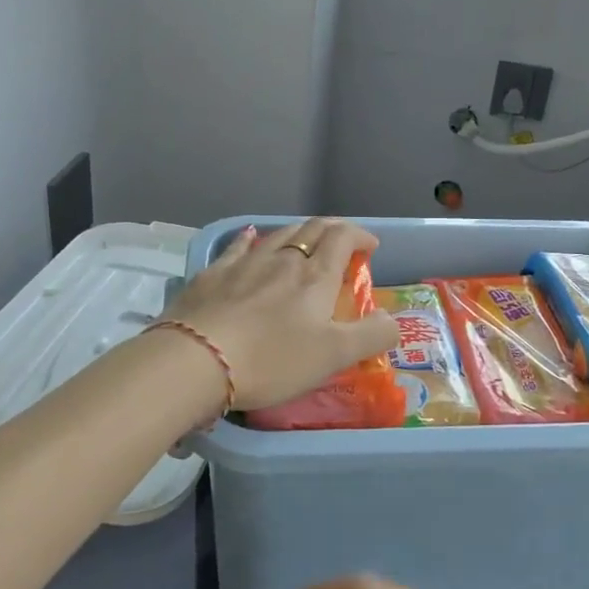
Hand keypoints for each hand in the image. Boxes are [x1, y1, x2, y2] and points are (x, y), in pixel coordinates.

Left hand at [163, 219, 397, 410]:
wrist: (197, 360)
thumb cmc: (273, 359)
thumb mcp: (334, 355)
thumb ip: (371, 336)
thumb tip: (392, 320)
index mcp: (315, 277)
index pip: (342, 239)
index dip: (360, 236)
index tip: (370, 247)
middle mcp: (282, 260)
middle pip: (311, 230)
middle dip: (332, 229)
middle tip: (342, 239)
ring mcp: (244, 264)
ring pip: (276, 235)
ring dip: (297, 232)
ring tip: (304, 239)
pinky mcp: (212, 275)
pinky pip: (237, 247)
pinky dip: (251, 239)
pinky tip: (249, 237)